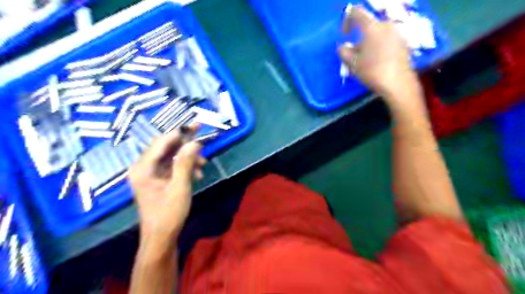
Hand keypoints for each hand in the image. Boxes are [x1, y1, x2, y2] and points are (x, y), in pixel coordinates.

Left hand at [128, 126, 205, 243]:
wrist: (161, 237)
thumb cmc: (169, 213)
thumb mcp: (180, 186)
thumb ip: (186, 162)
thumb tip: (195, 142)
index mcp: (143, 168)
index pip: (162, 142)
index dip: (180, 132)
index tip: (196, 125)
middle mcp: (143, 167)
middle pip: (165, 147)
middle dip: (185, 143)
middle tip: (202, 135)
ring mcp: (149, 174)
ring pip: (170, 156)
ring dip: (187, 157)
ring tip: (203, 164)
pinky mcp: (157, 180)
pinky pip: (171, 166)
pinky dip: (184, 166)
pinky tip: (197, 173)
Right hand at [341, 5, 421, 104]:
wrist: (398, 84)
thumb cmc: (372, 71)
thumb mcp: (352, 64)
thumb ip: (343, 52)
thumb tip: (342, 47)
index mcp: (372, 27)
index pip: (356, 12)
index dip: (346, 20)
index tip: (344, 34)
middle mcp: (386, 25)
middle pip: (368, 26)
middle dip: (358, 38)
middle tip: (353, 54)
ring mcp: (397, 34)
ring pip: (377, 34)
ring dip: (368, 43)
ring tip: (365, 61)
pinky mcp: (403, 43)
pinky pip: (386, 40)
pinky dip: (378, 47)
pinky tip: (376, 62)